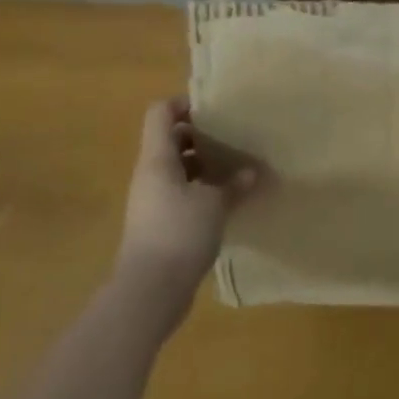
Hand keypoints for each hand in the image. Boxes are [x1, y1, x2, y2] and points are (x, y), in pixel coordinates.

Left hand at [117, 99, 260, 320]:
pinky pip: (179, 195)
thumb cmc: (179, 233)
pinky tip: (226, 201)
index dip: (185, 103)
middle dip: (200, 135)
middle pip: (170, 139)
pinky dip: (200, 191)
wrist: (148, 294)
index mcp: (157, 159)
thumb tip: (250, 172)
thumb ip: (233, 184)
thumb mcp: (215, 203)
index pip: (161, 113)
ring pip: (176, 169)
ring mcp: (151, 202)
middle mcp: (150, 175)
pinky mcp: (158, 226)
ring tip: (234, 167)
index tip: (215, 109)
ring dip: (203, 165)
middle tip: (231, 136)